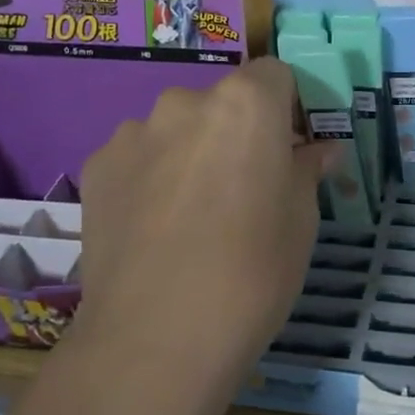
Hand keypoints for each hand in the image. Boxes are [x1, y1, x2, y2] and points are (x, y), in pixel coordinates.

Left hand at [71, 59, 332, 414]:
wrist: (156, 339)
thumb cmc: (252, 272)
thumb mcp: (301, 221)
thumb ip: (306, 170)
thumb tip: (318, 150)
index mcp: (246, 104)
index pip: (275, 74)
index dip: (287, 107)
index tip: (290, 149)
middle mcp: (186, 101)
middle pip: (221, 101)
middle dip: (236, 131)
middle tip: (242, 188)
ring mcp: (133, 132)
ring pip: (175, 128)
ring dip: (188, 152)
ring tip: (190, 214)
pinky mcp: (97, 167)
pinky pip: (137, 157)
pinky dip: (149, 177)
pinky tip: (152, 227)